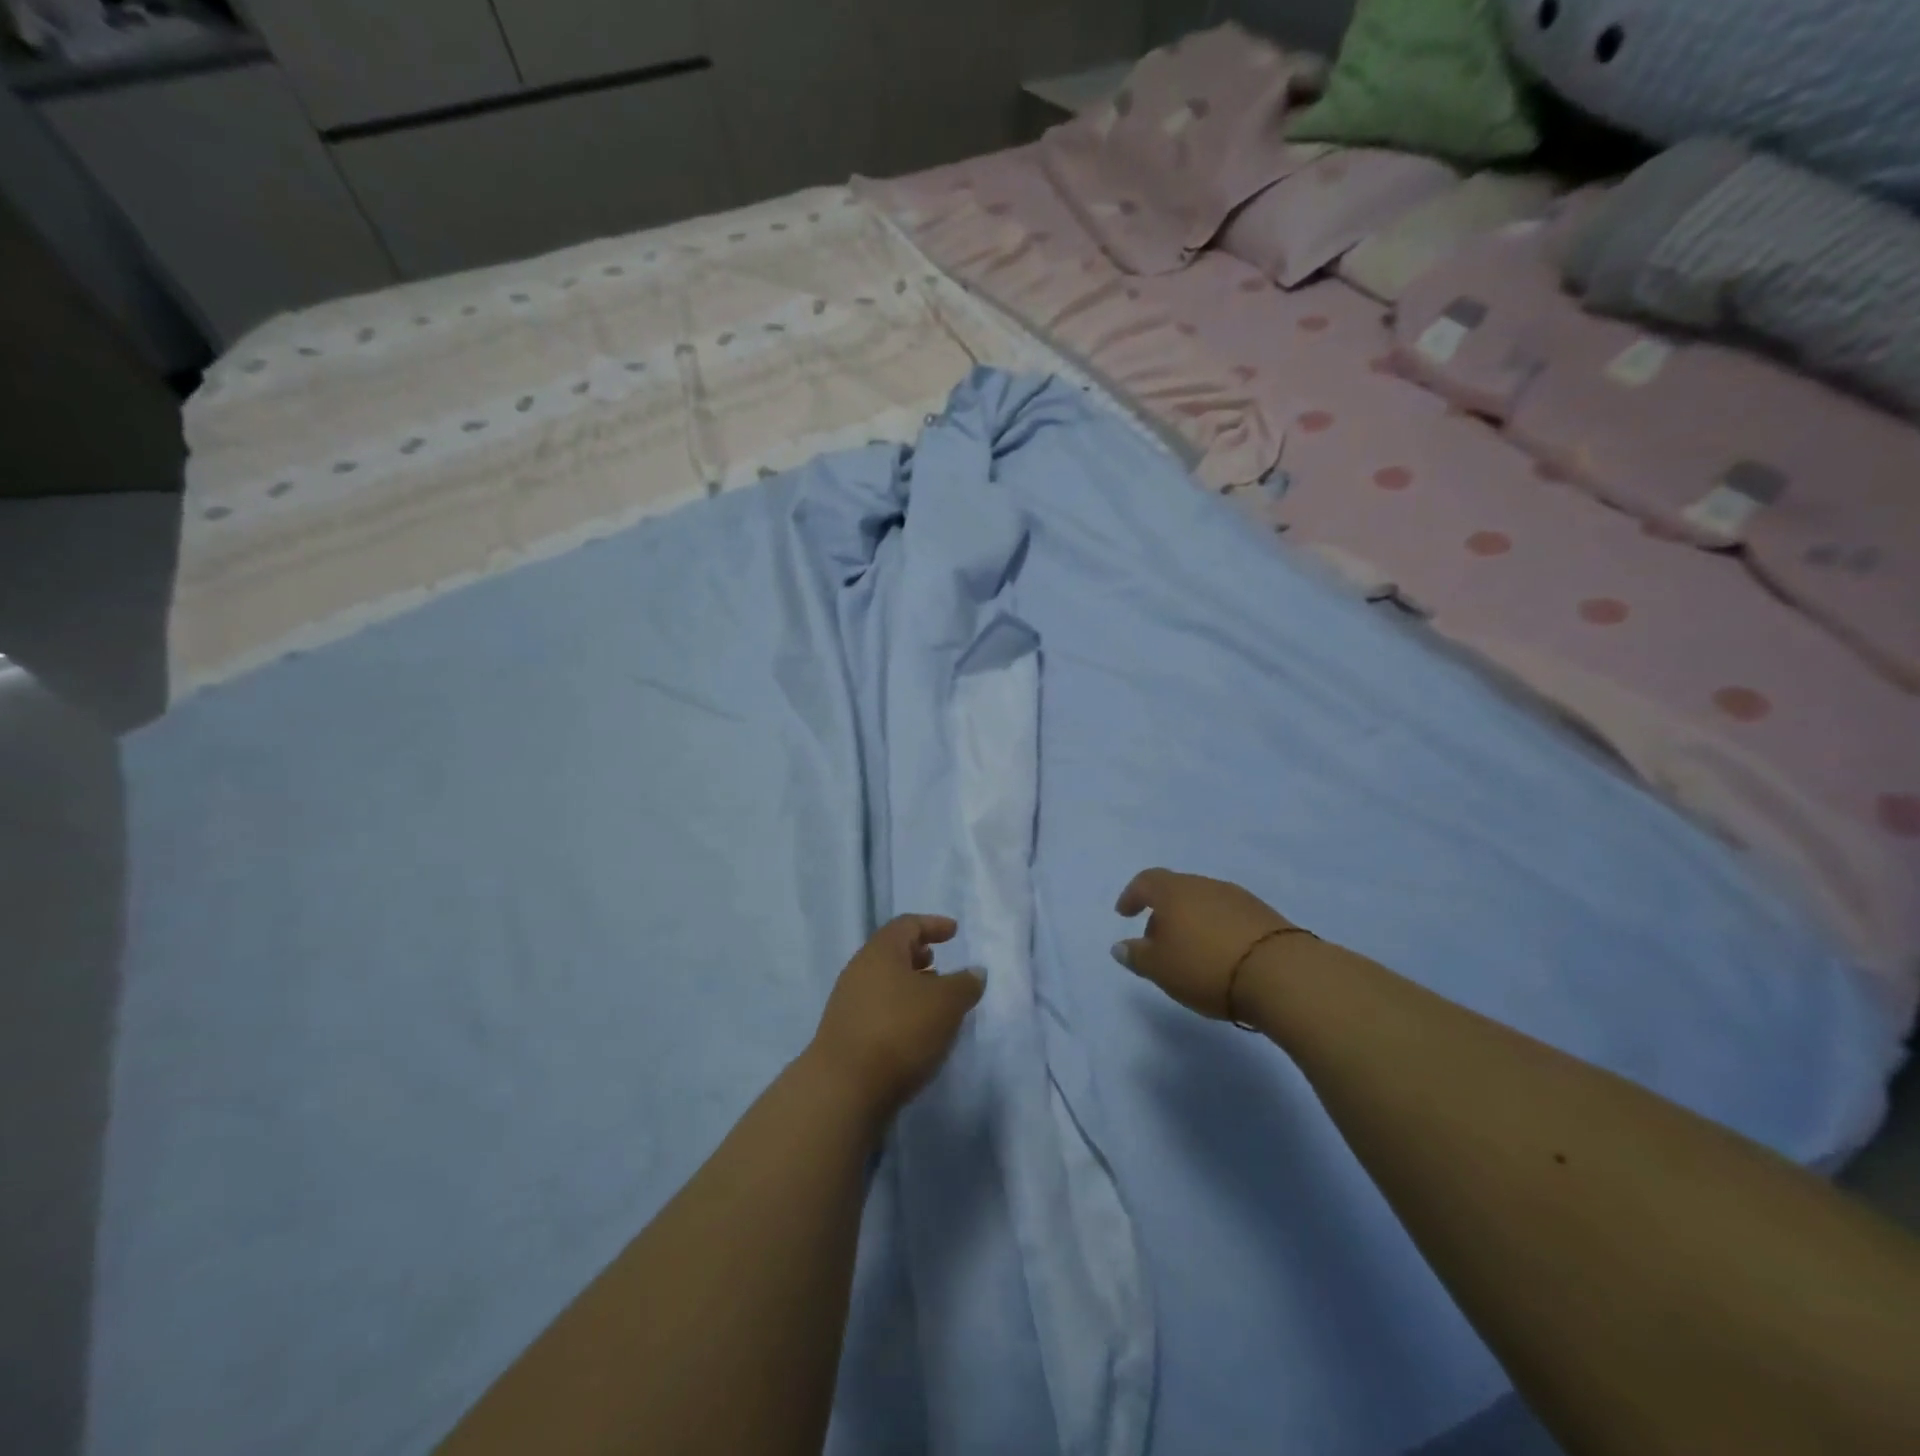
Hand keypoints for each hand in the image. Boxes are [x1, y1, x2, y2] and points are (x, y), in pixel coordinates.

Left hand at [809, 915, 984, 1115]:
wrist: (844, 1088)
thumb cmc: (900, 1031)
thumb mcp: (946, 1003)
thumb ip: (965, 984)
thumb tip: (974, 972)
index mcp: (881, 951)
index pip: (907, 924)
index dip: (933, 925)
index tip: (953, 932)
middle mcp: (859, 969)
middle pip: (891, 952)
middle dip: (918, 955)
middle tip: (939, 962)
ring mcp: (847, 1002)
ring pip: (883, 982)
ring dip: (909, 985)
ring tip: (933, 1000)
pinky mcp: (845, 1033)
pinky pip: (877, 1008)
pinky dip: (898, 1009)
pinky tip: (914, 1031)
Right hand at [1112, 869, 1294, 1020]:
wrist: (1282, 975)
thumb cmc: (1206, 967)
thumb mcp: (1160, 969)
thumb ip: (1136, 956)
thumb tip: (1120, 946)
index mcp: (1174, 891)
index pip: (1146, 881)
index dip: (1132, 896)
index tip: (1125, 914)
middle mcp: (1205, 885)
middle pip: (1176, 891)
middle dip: (1163, 913)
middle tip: (1158, 942)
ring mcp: (1238, 897)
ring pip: (1204, 903)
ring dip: (1192, 922)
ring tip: (1191, 952)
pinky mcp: (1264, 915)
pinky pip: (1229, 916)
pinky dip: (1217, 930)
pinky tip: (1221, 955)